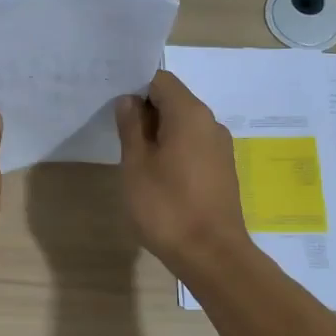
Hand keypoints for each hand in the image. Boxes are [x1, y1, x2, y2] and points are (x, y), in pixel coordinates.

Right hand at [114, 70, 249, 274]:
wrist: (212, 255)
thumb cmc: (167, 206)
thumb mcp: (136, 165)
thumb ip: (131, 127)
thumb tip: (129, 101)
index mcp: (190, 114)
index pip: (161, 80)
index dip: (135, 86)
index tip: (113, 103)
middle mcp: (210, 123)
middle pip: (174, 101)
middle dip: (145, 110)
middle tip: (116, 129)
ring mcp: (220, 148)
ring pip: (184, 126)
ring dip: (158, 133)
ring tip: (133, 155)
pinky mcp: (222, 170)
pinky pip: (193, 146)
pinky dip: (173, 150)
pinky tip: (156, 174)